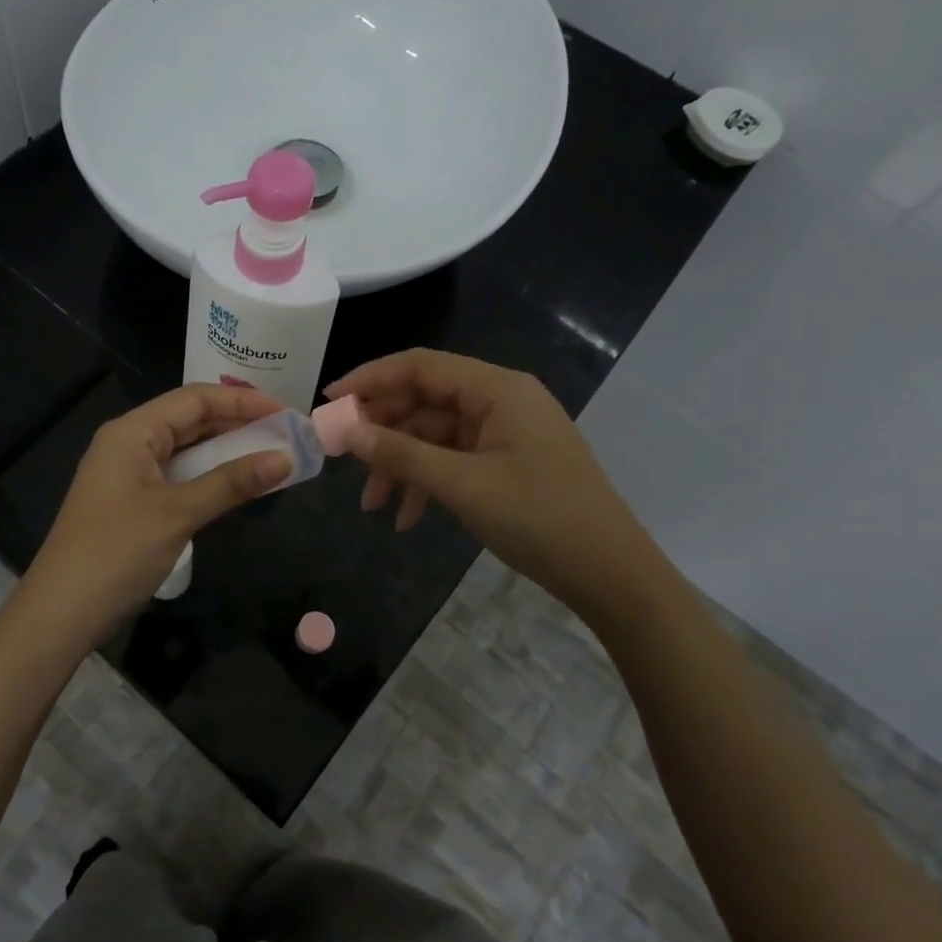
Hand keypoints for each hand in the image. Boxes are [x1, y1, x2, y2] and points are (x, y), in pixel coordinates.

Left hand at [20, 384, 292, 645]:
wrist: (61, 612)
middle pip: (190, 420)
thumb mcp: (179, 513)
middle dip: (237, 425)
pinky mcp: (132, 501)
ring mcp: (128, 473)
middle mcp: (129, 443)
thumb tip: (284, 458)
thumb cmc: (117, 552)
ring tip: (270, 457)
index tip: (285, 414)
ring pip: (186, 450)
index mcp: (132, 431)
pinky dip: (209, 477)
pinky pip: (178, 476)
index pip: (195, 399)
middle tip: (285, 436)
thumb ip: (231, 482)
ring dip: (226, 452)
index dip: (243, 402)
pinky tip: (237, 486)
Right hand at [325, 349, 677, 628]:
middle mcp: (501, 400)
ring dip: (401, 463)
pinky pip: (454, 458)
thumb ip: (402, 454)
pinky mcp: (508, 461)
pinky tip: (407, 517)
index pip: (420, 365)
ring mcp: (506, 431)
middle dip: (383, 431)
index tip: (329, 403)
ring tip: (372, 505)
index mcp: (497, 389)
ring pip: (435, 434)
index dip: (370, 379)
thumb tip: (347, 432)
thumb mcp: (463, 486)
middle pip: (424, 399)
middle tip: (345, 460)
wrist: (612, 576)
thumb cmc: (540, 520)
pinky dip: (427, 481)